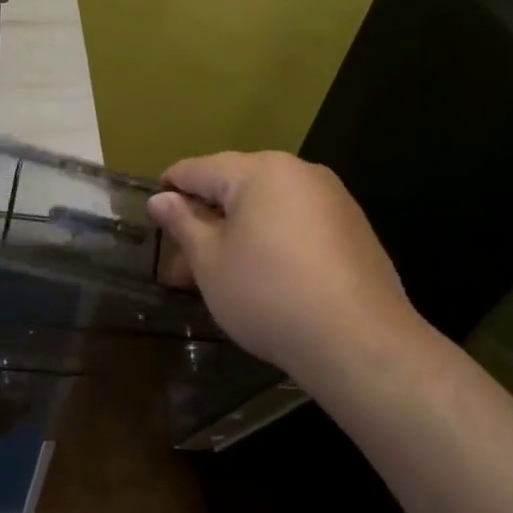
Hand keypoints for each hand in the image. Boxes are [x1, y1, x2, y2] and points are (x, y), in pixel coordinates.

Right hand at [146, 151, 428, 383]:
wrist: (361, 343)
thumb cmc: (269, 294)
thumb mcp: (210, 261)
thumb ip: (183, 224)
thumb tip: (160, 199)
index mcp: (258, 170)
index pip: (198, 169)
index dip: (169, 189)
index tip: (151, 214)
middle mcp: (298, 171)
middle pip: (235, 185)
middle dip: (206, 217)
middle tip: (182, 259)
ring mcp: (332, 198)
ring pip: (268, 205)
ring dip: (239, 230)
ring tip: (220, 272)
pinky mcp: (354, 228)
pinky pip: (298, 222)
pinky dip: (273, 240)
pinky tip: (266, 277)